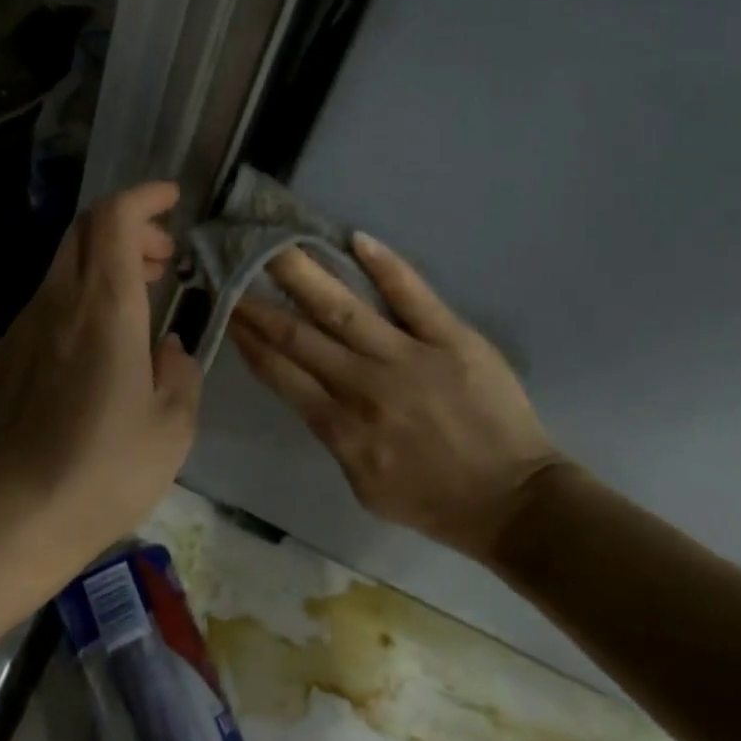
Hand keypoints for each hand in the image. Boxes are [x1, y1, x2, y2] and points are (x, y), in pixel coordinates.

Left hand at [0, 181, 202, 565]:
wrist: (15, 519)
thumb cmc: (107, 471)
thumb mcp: (174, 425)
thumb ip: (180, 370)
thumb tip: (166, 348)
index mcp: (105, 309)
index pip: (114, 218)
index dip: (143, 196)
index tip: (172, 199)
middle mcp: (59, 303)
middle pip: (84, 229)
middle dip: (128, 226)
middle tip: (162, 259)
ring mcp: (24, 327)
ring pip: (65, 265)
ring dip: (104, 263)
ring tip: (138, 299)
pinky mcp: (5, 355)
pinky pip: (47, 304)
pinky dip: (80, 297)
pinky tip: (97, 346)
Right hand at [230, 235, 565, 561]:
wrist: (513, 501)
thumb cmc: (434, 500)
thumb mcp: (365, 487)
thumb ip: (333, 436)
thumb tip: (309, 389)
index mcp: (341, 428)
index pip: (282, 373)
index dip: (251, 338)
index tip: (228, 308)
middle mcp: (365, 387)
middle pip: (301, 336)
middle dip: (261, 302)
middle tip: (234, 264)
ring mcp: (409, 358)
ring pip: (344, 310)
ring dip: (305, 275)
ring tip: (275, 244)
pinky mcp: (451, 339)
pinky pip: (413, 296)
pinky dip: (385, 266)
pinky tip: (356, 238)